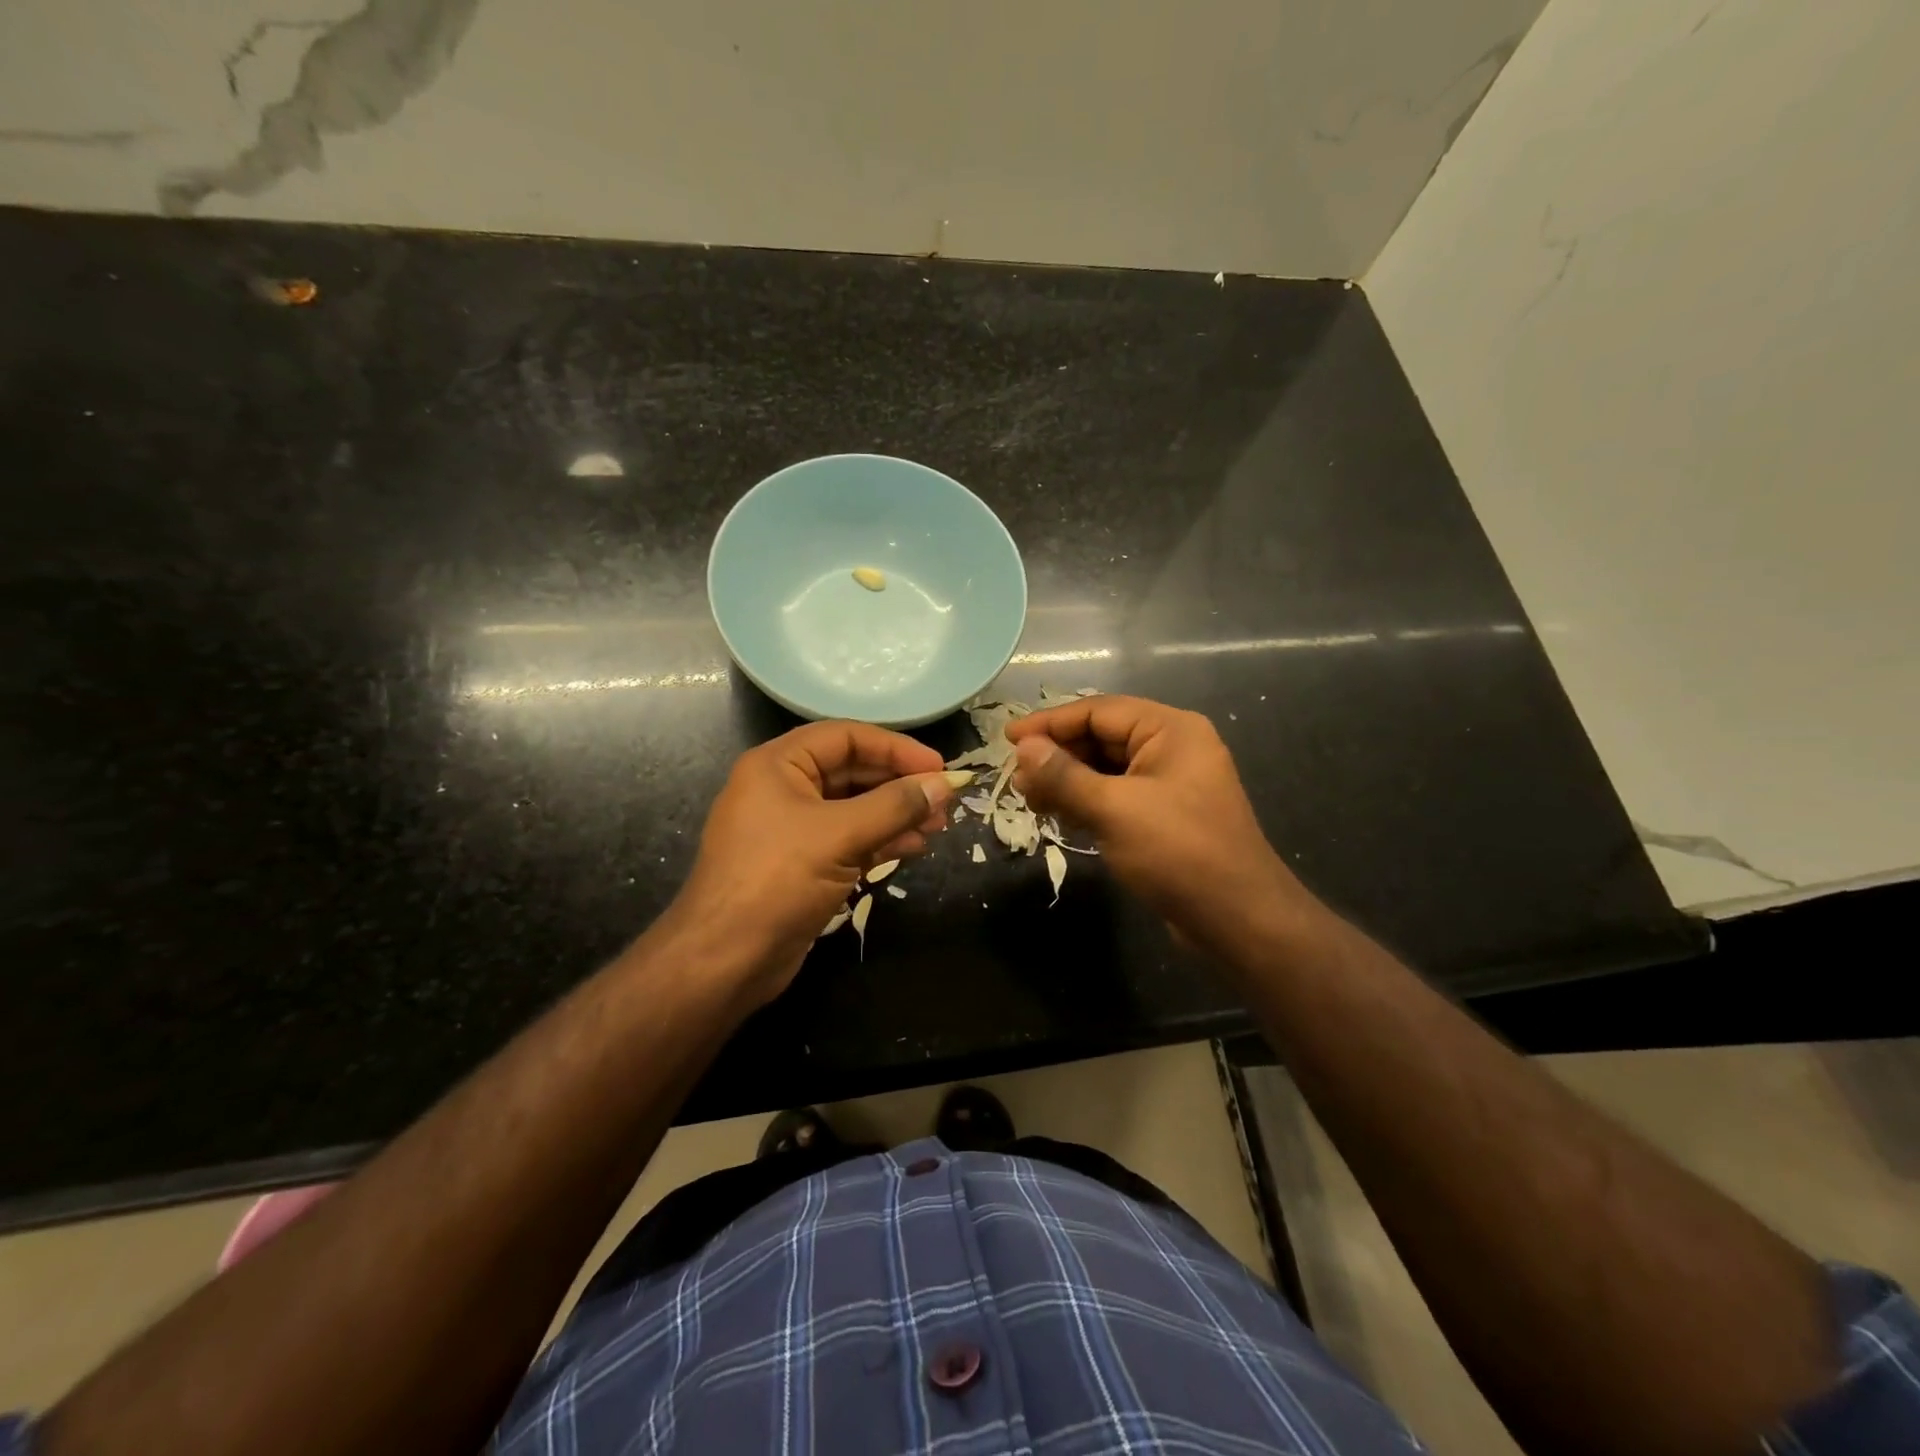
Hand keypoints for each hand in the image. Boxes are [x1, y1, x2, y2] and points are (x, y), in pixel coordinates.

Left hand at [675, 722, 970, 1004]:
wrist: (725, 960)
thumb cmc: (777, 881)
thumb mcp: (840, 836)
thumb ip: (896, 806)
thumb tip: (945, 784)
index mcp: (778, 765)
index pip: (846, 737)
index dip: (895, 748)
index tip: (938, 767)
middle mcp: (783, 789)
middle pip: (852, 771)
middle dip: (899, 784)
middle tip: (944, 800)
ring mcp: (792, 829)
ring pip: (854, 808)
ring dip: (896, 814)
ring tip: (938, 826)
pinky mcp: (802, 864)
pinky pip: (848, 839)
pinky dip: (881, 840)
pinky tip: (913, 847)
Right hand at [1006, 695, 1314, 958]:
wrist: (1239, 920)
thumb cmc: (1179, 853)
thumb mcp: (1114, 810)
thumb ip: (1065, 776)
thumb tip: (1024, 748)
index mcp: (1170, 730)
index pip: (1098, 711)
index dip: (1049, 723)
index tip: (1008, 739)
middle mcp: (1172, 748)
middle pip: (1101, 737)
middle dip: (1057, 756)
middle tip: (1016, 779)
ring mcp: (1170, 783)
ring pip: (1106, 769)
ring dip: (1067, 781)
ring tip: (1028, 799)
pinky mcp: (1164, 816)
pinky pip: (1116, 795)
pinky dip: (1086, 801)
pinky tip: (1058, 815)